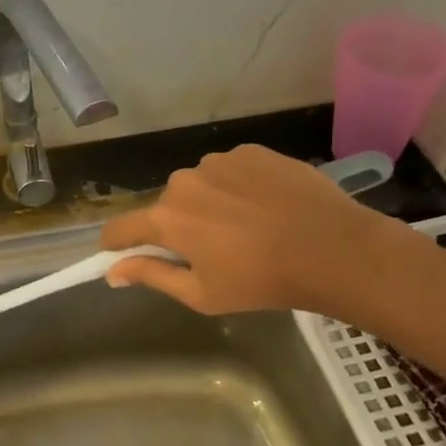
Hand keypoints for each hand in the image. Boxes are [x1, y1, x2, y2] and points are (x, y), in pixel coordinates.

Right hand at [100, 145, 393, 318]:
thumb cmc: (262, 281)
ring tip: (246, 226)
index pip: (121, 228)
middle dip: (177, 226)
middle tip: (212, 250)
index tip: (124, 254)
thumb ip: (152, 277)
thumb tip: (112, 272)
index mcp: (166, 219)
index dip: (117, 244)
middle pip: (165, 206)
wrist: (333, 249)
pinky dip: (238, 186)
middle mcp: (182, 181)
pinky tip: (265, 205)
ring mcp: (218, 161)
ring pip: (199, 185)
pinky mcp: (250, 151)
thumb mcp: (202, 294)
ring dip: (209, 203)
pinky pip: (230, 170)